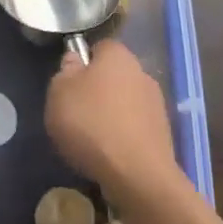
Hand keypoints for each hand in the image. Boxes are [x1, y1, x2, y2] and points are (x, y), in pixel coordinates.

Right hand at [46, 39, 178, 202]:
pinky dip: (122, 137)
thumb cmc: (91, 124)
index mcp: (118, 55)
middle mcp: (142, 74)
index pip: (99, 47)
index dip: (82, 62)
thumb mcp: (59, 92)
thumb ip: (64, 72)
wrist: (138, 176)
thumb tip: (75, 62)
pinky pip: (135, 128)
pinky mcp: (163, 136)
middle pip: (113, 76)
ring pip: (125, 103)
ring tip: (91, 139)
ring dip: (111, 115)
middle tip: (75, 112)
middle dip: (97, 90)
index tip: (68, 83)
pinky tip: (109, 155)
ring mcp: (157, 106)